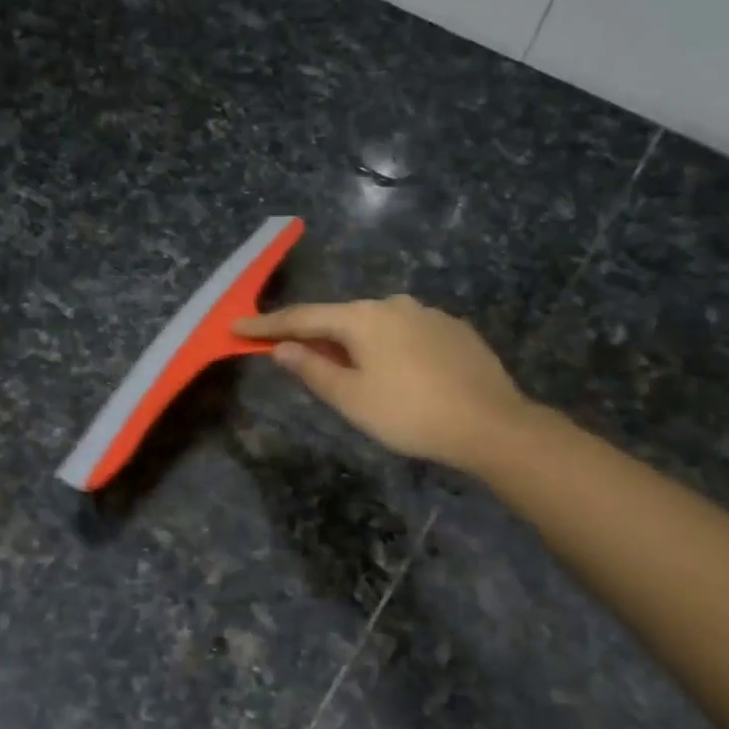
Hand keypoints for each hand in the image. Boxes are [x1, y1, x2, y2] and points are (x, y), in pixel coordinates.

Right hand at [235, 296, 532, 473]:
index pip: (303, 318)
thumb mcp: (351, 398)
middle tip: (292, 354)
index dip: (267, 326)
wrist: (491, 424)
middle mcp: (394, 304)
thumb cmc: (410, 414)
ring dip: (354, 342)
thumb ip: (312, 370)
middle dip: (314, 335)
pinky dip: (388, 347)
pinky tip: (397, 371)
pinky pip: (406, 332)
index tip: (237, 327)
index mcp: (363, 318)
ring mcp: (428, 313)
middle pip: (340, 318)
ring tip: (351, 371)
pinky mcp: (454, 329)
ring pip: (376, 325)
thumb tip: (281, 348)